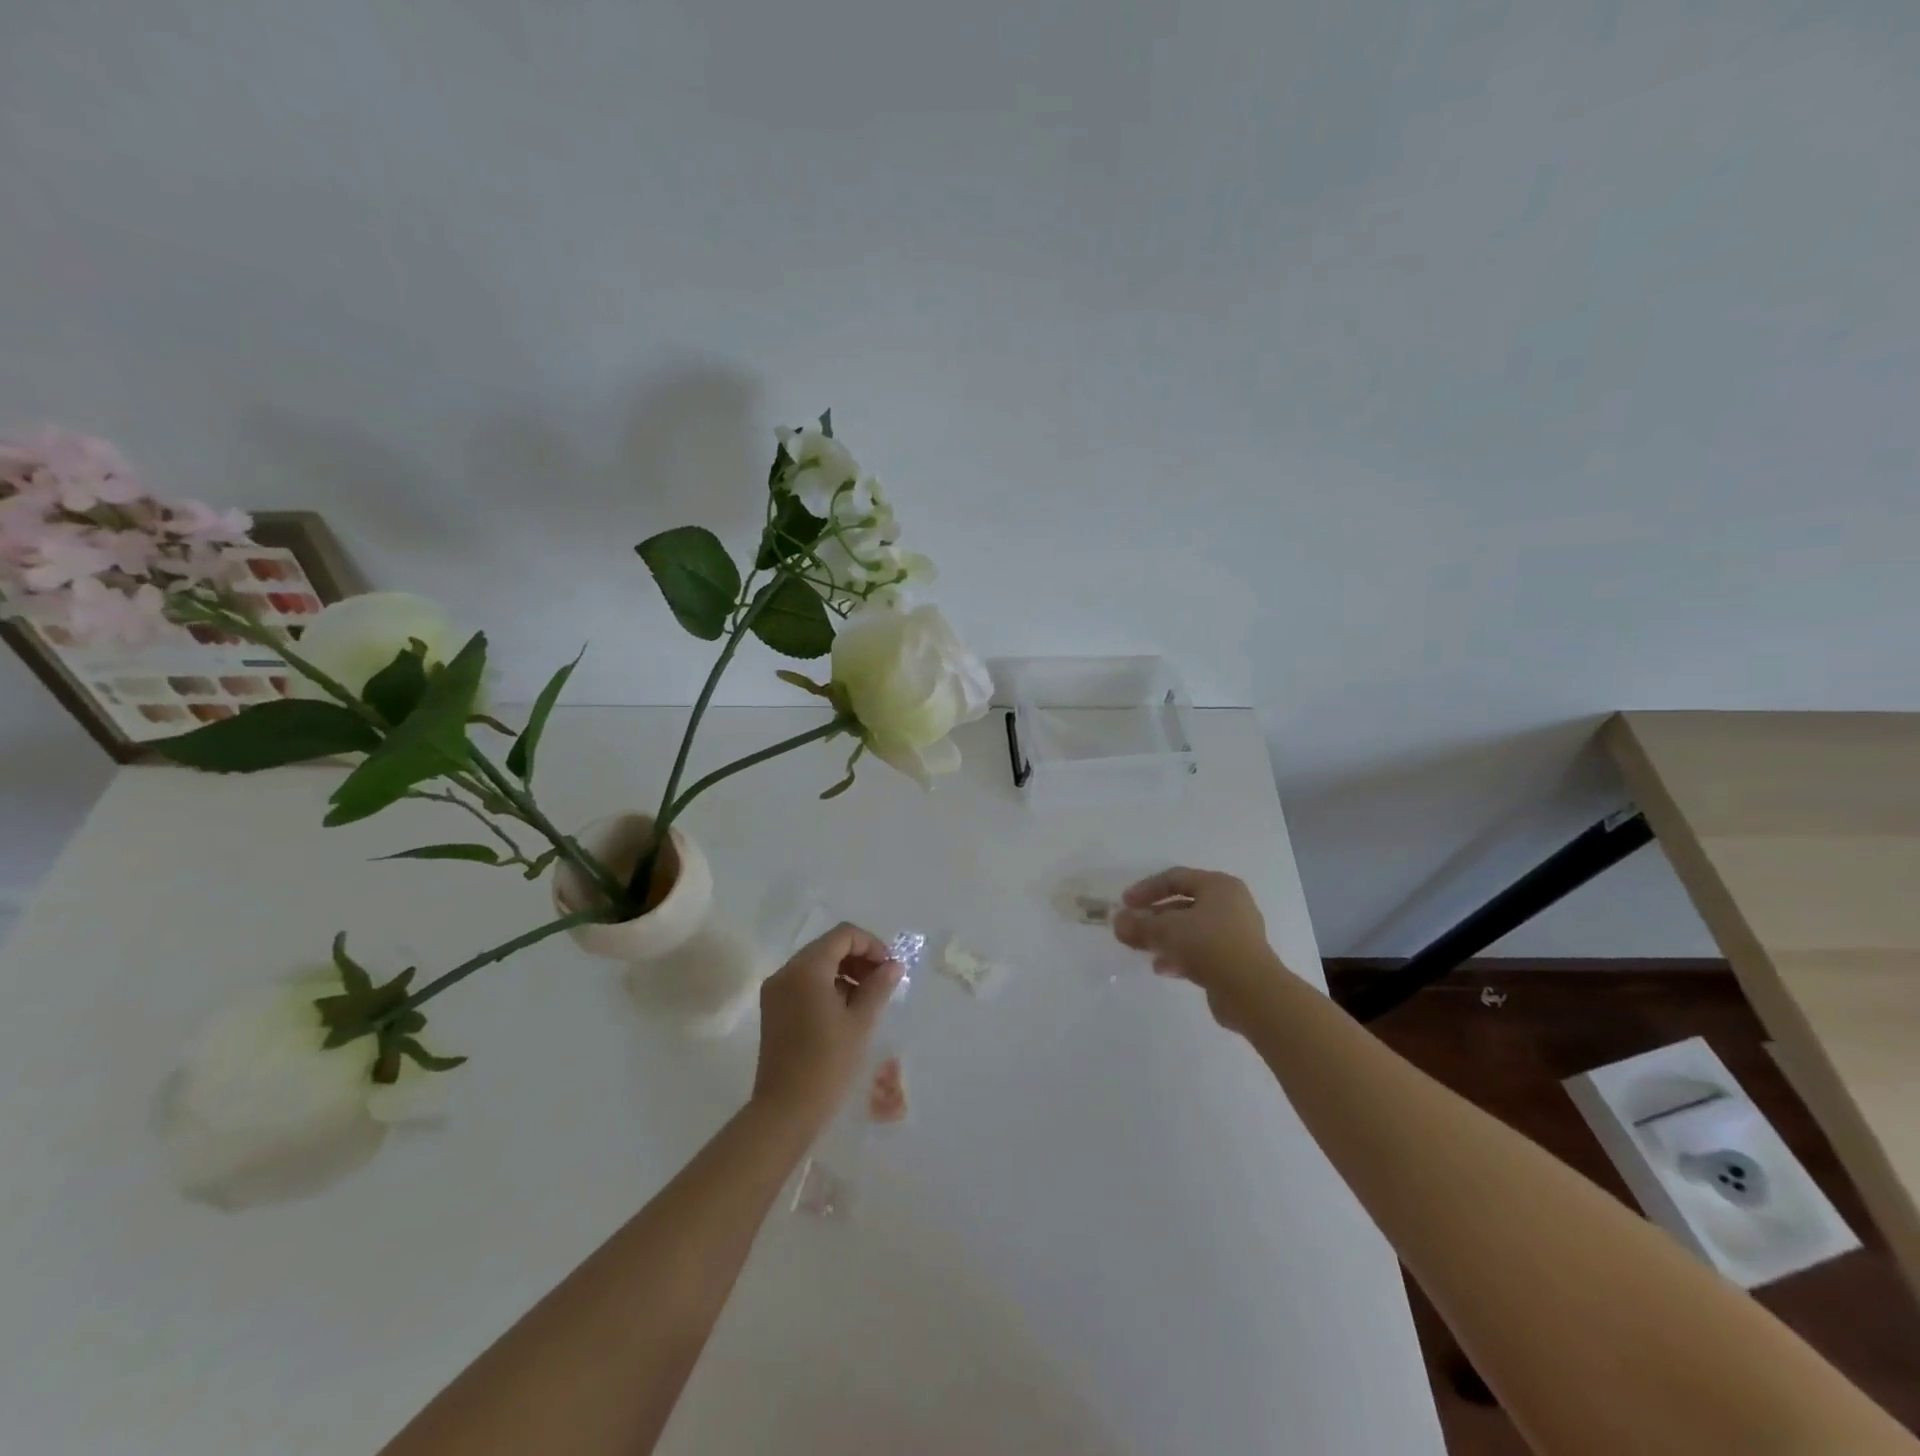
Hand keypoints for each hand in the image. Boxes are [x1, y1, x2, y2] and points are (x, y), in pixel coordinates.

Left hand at [752, 922, 900, 1134]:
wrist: (785, 1111)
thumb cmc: (827, 1063)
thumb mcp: (860, 1022)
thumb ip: (878, 986)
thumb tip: (893, 966)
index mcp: (806, 969)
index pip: (843, 935)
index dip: (871, 945)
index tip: (890, 968)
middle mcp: (786, 972)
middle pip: (828, 946)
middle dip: (859, 958)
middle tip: (883, 982)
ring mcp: (776, 991)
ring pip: (816, 964)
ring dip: (844, 972)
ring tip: (868, 999)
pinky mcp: (773, 1010)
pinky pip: (804, 983)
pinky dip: (827, 986)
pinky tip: (845, 1011)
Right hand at [1112, 867, 1286, 1032]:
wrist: (1252, 992)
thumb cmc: (1209, 946)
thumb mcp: (1166, 931)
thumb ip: (1139, 925)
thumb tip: (1117, 922)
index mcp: (1218, 886)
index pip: (1175, 878)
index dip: (1146, 889)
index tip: (1124, 904)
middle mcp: (1231, 904)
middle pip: (1184, 904)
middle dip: (1154, 916)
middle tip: (1132, 928)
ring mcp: (1236, 933)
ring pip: (1192, 929)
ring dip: (1165, 938)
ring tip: (1144, 950)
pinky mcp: (1236, 960)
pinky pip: (1201, 951)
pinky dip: (1180, 956)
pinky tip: (1163, 969)